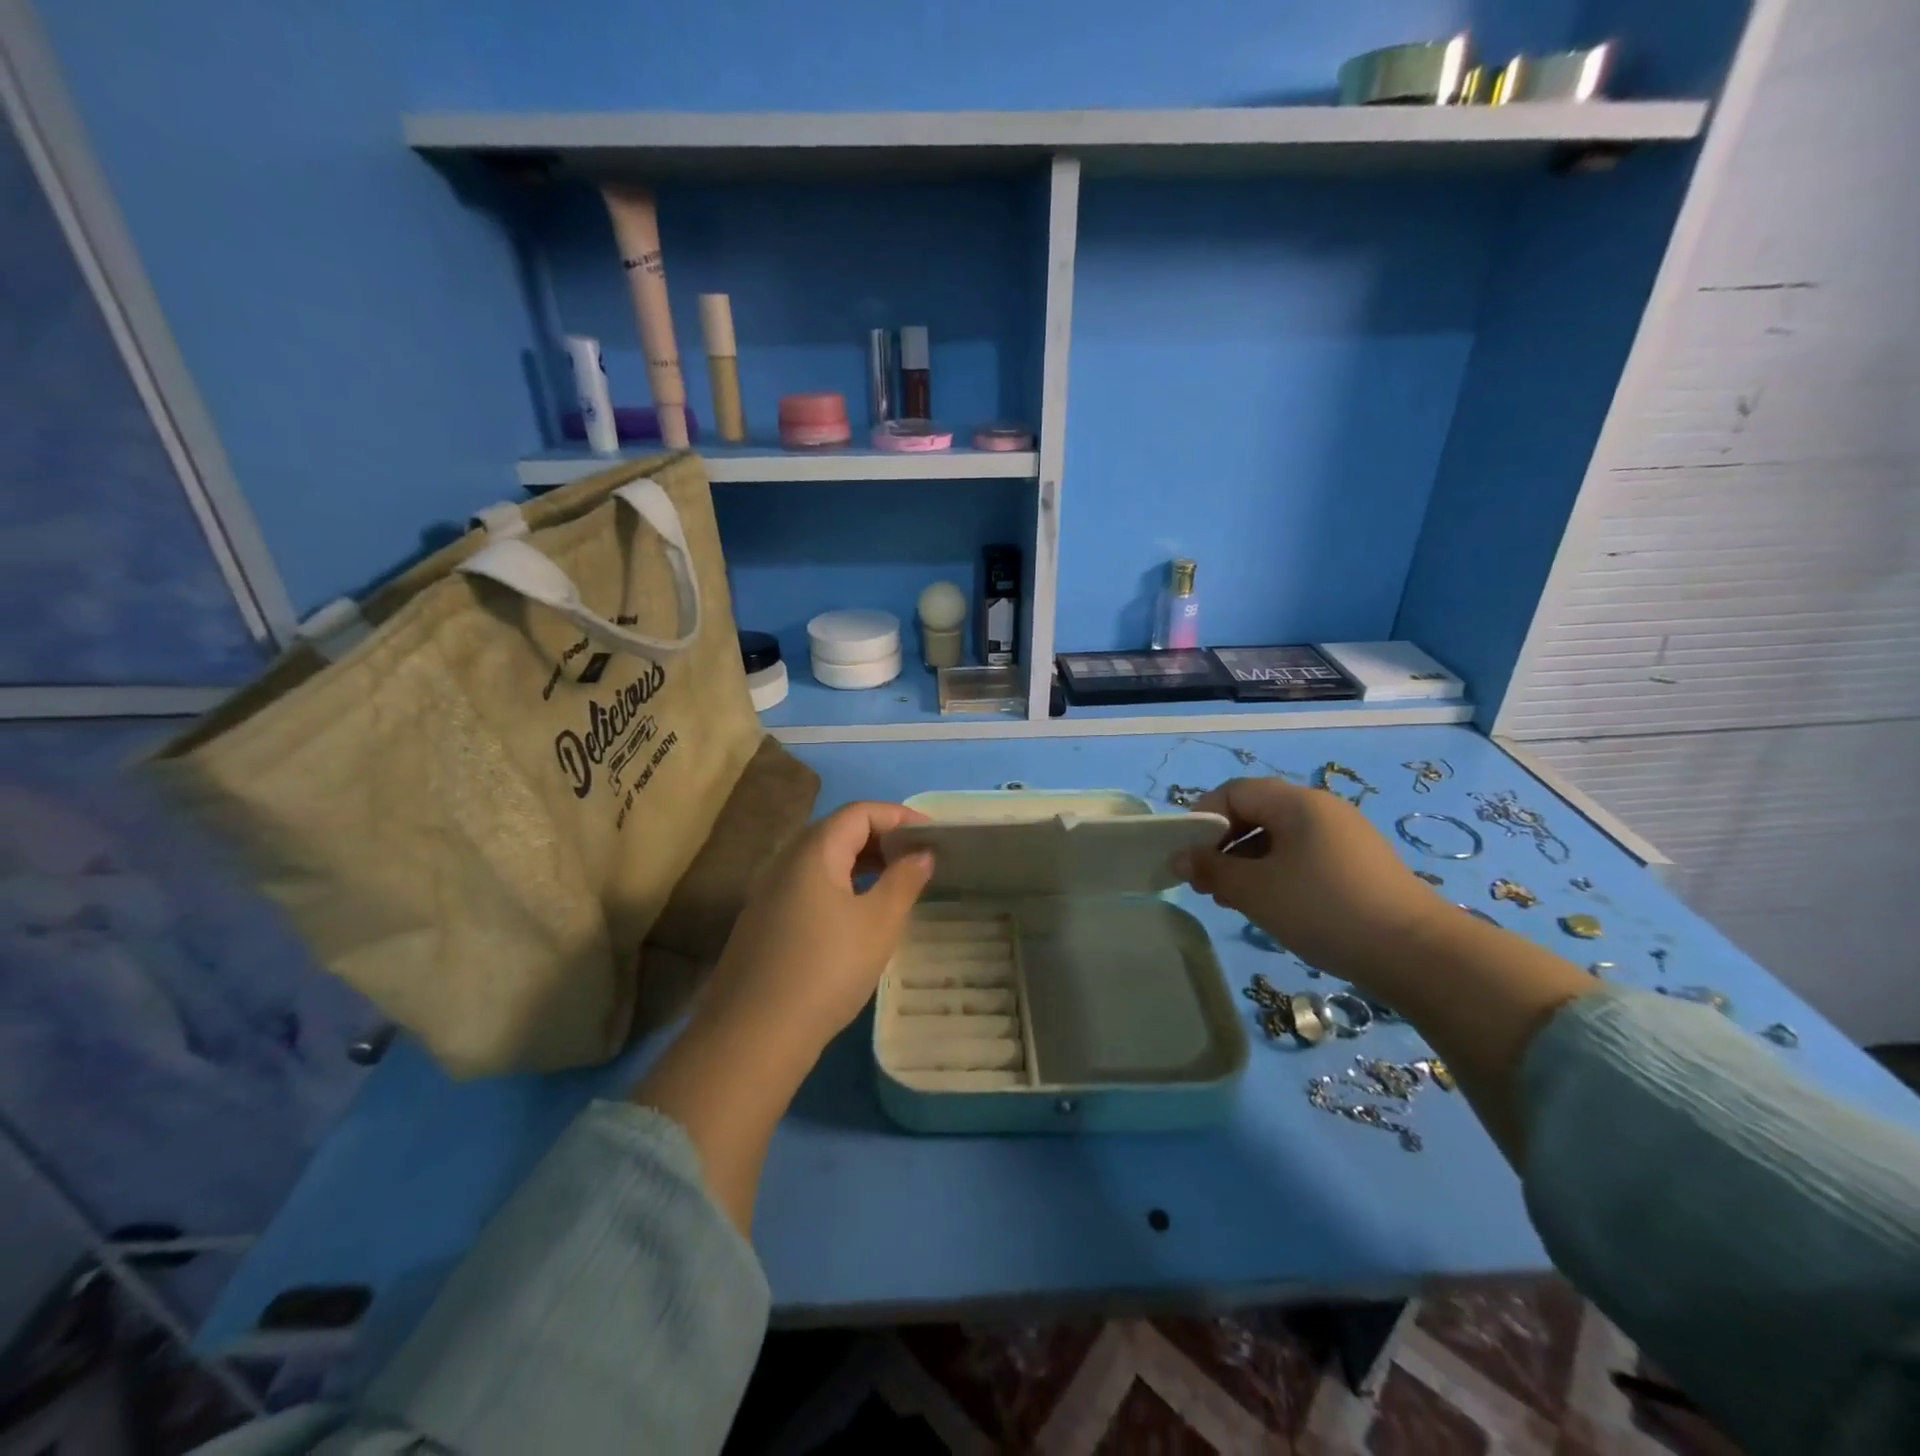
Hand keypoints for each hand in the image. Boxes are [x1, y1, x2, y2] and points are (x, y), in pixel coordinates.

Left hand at [700, 801, 935, 1053]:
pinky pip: (810, 886)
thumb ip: (904, 881)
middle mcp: (786, 861)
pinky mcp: (765, 922)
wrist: (754, 1035)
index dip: (898, 816)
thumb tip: (921, 854)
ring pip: (823, 861)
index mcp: (814, 851)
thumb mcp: (879, 923)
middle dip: (882, 838)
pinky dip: (842, 886)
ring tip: (896, 884)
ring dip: (862, 863)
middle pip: (839, 831)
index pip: (860, 812)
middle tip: (917, 859)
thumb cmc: (827, 968)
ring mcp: (770, 892)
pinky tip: (859, 915)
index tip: (931, 836)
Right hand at [1173, 777, 1446, 978]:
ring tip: (1232, 899)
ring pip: (1280, 837)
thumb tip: (1180, 857)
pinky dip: (1278, 872)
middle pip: (1257, 812)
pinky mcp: (1360, 864)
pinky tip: (1272, 905)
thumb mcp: (1256, 891)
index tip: (1187, 855)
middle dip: (1224, 844)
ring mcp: (1345, 836)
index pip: (1234, 792)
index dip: (1203, 818)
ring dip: (1248, 862)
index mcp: (1296, 802)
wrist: (1417, 953)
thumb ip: (1211, 869)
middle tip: (1206, 882)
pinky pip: (1304, 855)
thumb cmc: (1323, 909)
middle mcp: (1321, 808)